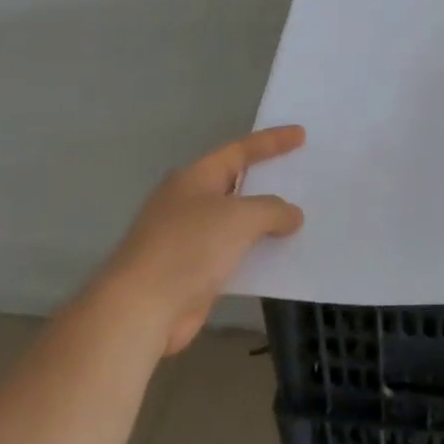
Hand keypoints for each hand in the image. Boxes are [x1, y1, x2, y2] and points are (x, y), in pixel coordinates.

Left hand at [100, 125, 305, 354]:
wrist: (140, 309)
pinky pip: (233, 255)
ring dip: (264, 223)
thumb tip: (291, 215)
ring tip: (300, 219)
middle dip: (268, 181)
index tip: (301, 134)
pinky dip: (255, 254)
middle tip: (302, 175)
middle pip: (236, 184)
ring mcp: (188, 239)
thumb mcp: (240, 218)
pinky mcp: (191, 273)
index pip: (240, 150)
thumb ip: (272, 209)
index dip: (272, 141)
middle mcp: (189, 202)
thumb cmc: (189, 247)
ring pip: (235, 223)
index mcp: (195, 178)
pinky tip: (280, 258)